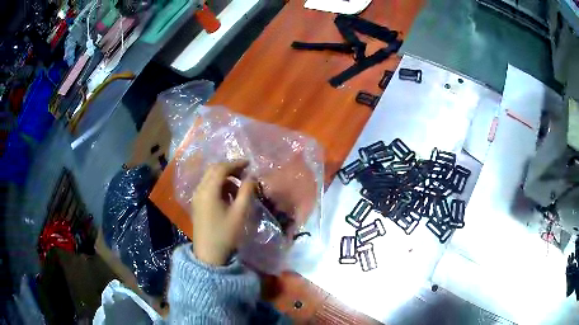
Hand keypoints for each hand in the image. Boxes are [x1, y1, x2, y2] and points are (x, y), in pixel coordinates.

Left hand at [191, 161, 255, 265]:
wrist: (209, 255)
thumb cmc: (226, 234)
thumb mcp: (240, 213)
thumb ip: (246, 192)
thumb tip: (251, 177)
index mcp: (209, 191)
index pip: (221, 168)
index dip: (236, 163)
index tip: (249, 164)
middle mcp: (199, 190)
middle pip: (213, 170)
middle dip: (230, 168)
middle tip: (245, 173)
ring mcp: (196, 197)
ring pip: (209, 178)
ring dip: (224, 178)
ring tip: (239, 187)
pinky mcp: (197, 204)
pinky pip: (207, 187)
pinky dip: (218, 186)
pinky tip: (228, 196)